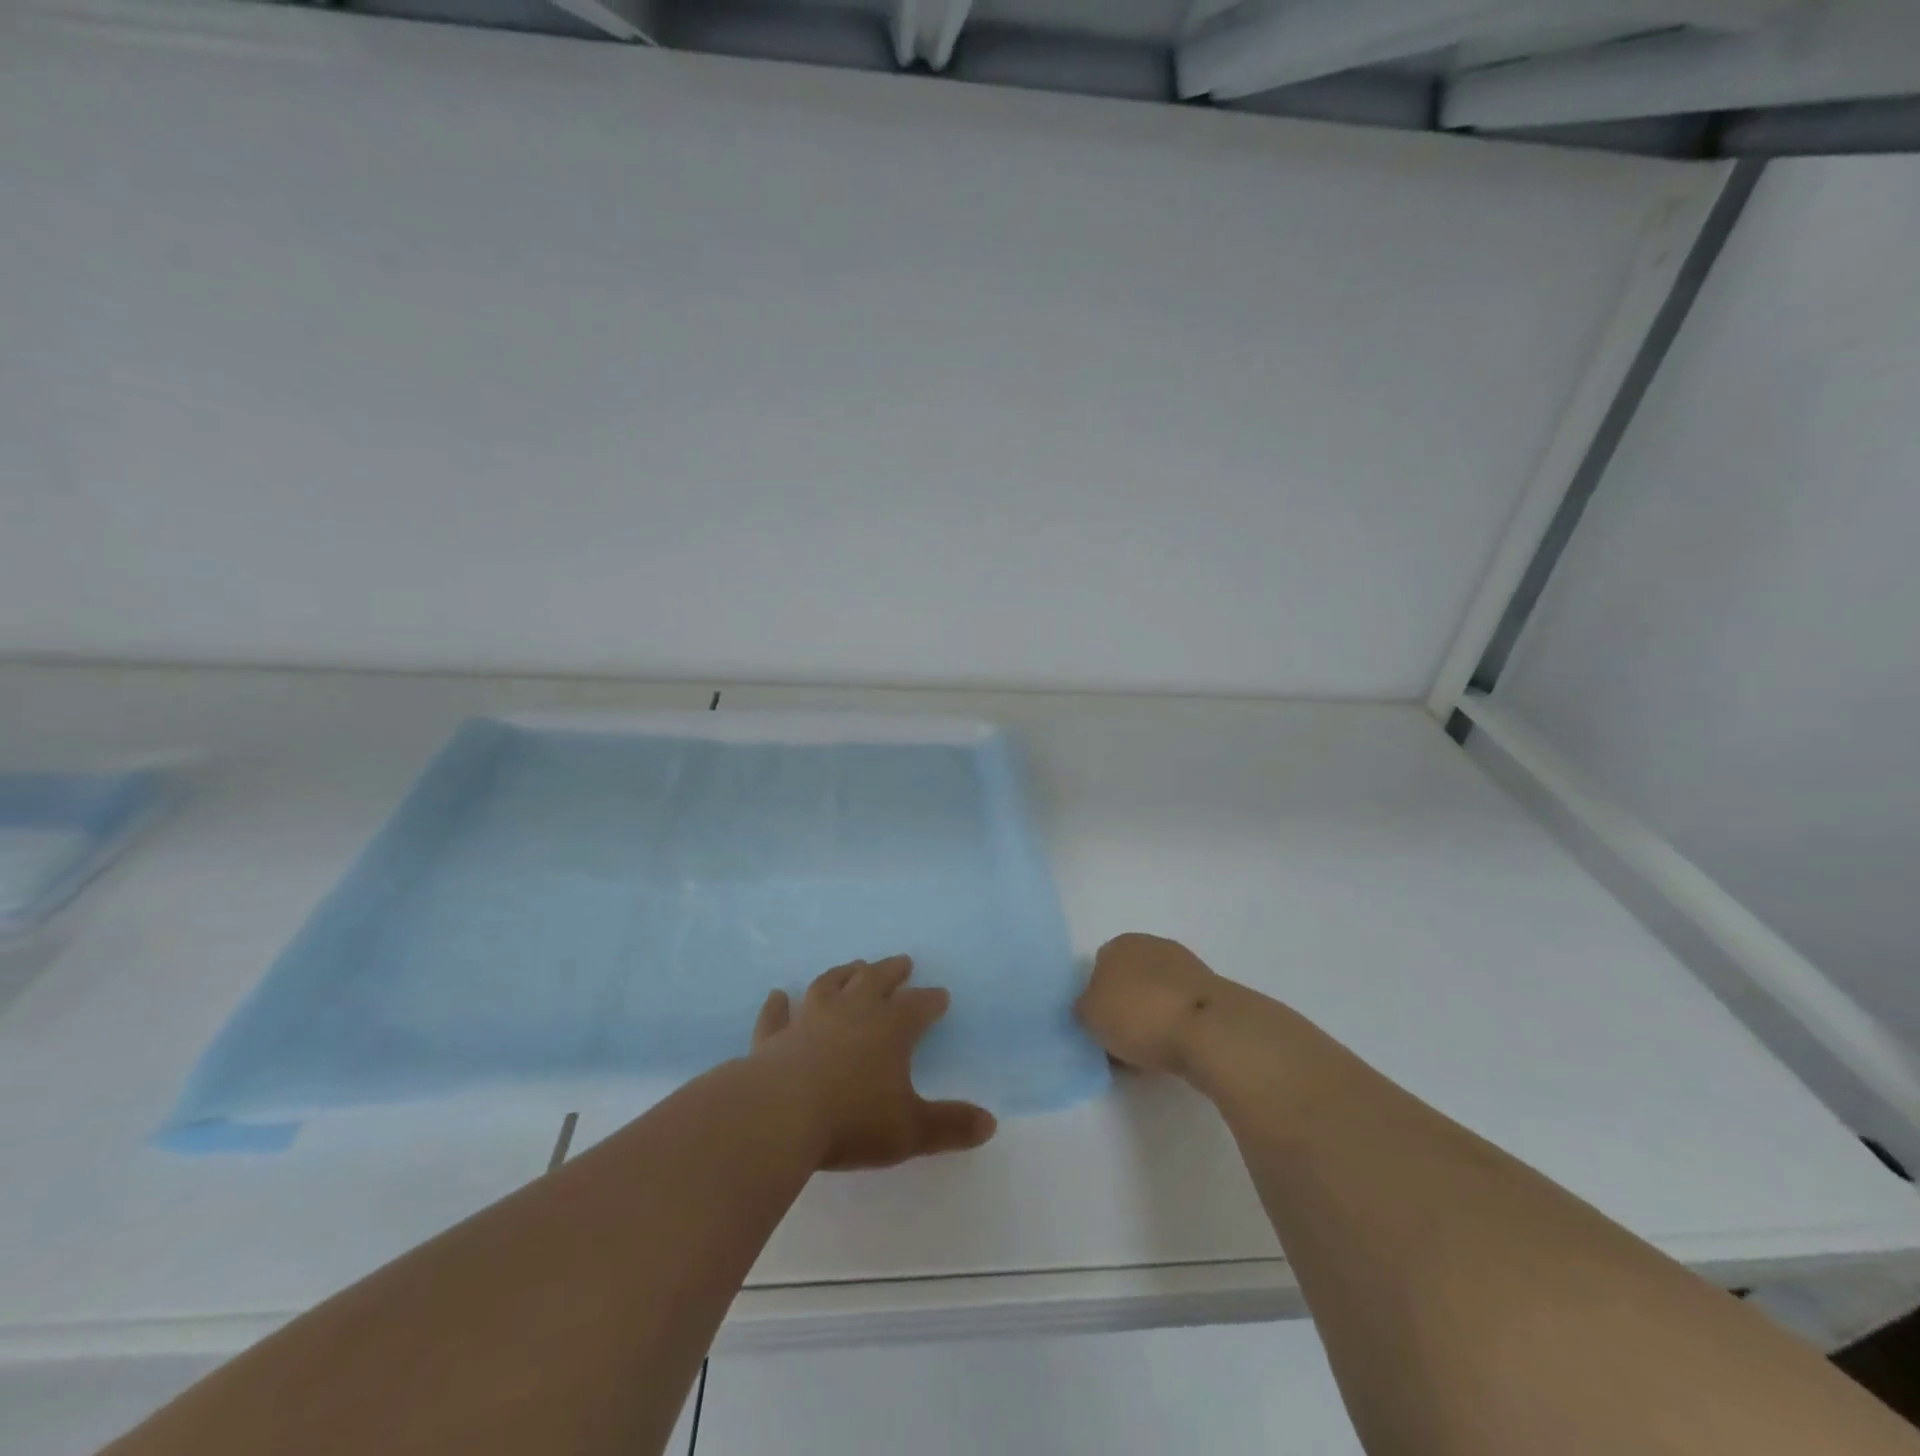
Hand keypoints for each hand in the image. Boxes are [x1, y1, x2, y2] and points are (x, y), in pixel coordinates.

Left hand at [751, 956, 997, 1171]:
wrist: (778, 1115)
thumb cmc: (852, 1120)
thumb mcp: (911, 1130)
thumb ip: (950, 1125)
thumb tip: (990, 1124)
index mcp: (890, 1028)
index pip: (918, 1006)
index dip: (931, 1001)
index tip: (941, 995)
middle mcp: (852, 1011)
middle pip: (876, 980)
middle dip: (892, 971)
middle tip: (902, 962)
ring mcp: (809, 1019)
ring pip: (830, 985)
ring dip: (844, 973)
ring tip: (853, 965)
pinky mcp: (774, 1037)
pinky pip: (777, 1015)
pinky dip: (778, 1005)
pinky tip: (778, 995)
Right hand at [1074, 933, 1222, 1075]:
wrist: (1208, 1031)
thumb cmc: (1140, 1014)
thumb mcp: (1089, 1014)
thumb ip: (1083, 1008)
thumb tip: (1090, 1009)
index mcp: (1122, 943)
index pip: (1098, 967)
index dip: (1094, 999)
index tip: (1096, 1027)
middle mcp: (1153, 946)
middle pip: (1128, 982)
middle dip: (1123, 1010)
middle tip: (1117, 1044)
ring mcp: (1186, 969)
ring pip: (1154, 999)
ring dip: (1148, 1022)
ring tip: (1143, 1058)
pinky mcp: (1210, 995)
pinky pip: (1178, 1014)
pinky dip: (1171, 1031)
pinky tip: (1168, 1055)